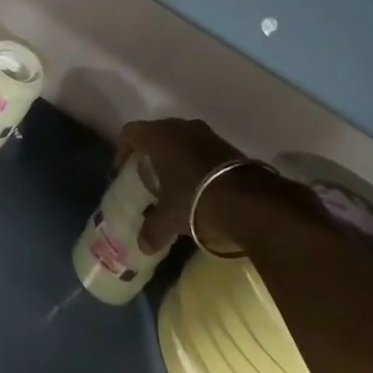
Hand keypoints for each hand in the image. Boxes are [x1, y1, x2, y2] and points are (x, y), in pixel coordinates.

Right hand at [117, 117, 283, 252]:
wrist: (250, 201)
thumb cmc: (195, 200)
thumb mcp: (168, 220)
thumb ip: (151, 230)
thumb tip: (142, 245)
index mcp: (158, 136)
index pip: (130, 132)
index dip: (123, 150)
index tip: (123, 172)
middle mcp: (180, 126)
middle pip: (156, 133)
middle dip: (150, 154)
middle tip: (147, 177)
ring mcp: (206, 134)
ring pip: (181, 140)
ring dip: (175, 158)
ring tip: (174, 184)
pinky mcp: (227, 146)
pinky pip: (202, 149)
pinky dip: (196, 163)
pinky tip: (199, 187)